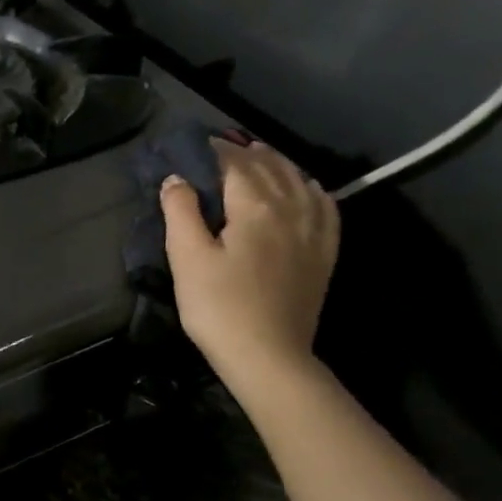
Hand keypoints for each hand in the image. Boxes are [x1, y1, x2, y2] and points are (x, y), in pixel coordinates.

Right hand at [161, 140, 337, 384]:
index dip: (213, 149)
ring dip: (276, 162)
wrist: (268, 356)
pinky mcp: (323, 252)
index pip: (234, 163)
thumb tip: (176, 178)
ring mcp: (314, 231)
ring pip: (299, 180)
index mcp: (255, 206)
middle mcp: (291, 208)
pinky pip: (324, 205)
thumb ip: (181, 211)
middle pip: (269, 166)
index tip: (192, 144)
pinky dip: (310, 187)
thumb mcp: (187, 258)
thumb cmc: (219, 307)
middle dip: (244, 152)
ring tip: (258, 155)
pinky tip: (303, 186)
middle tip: (219, 148)